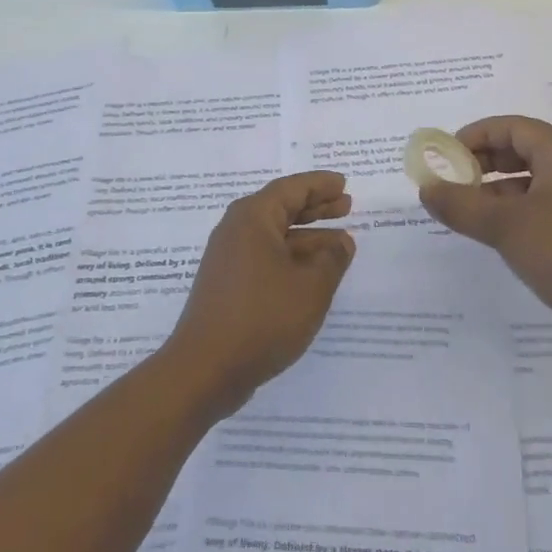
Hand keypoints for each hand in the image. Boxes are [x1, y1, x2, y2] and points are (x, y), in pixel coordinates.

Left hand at [162, 171, 356, 416]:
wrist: (205, 369)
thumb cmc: (262, 318)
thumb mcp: (311, 287)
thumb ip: (332, 259)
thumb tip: (342, 241)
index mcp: (253, 217)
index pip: (292, 189)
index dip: (320, 185)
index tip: (343, 183)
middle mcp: (237, 229)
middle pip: (281, 208)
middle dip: (315, 207)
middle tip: (346, 205)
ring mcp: (229, 258)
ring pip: (275, 236)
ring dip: (307, 236)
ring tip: (341, 242)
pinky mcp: (228, 284)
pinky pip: (266, 257)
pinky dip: (292, 258)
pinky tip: (313, 273)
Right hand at [419, 116, 551, 359]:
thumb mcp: (506, 226)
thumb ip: (461, 205)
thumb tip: (425, 188)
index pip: (514, 127)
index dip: (478, 134)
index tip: (447, 154)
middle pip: (521, 151)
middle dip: (483, 161)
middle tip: (451, 179)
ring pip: (528, 183)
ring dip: (494, 190)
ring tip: (463, 209)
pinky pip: (537, 211)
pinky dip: (510, 214)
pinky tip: (490, 236)